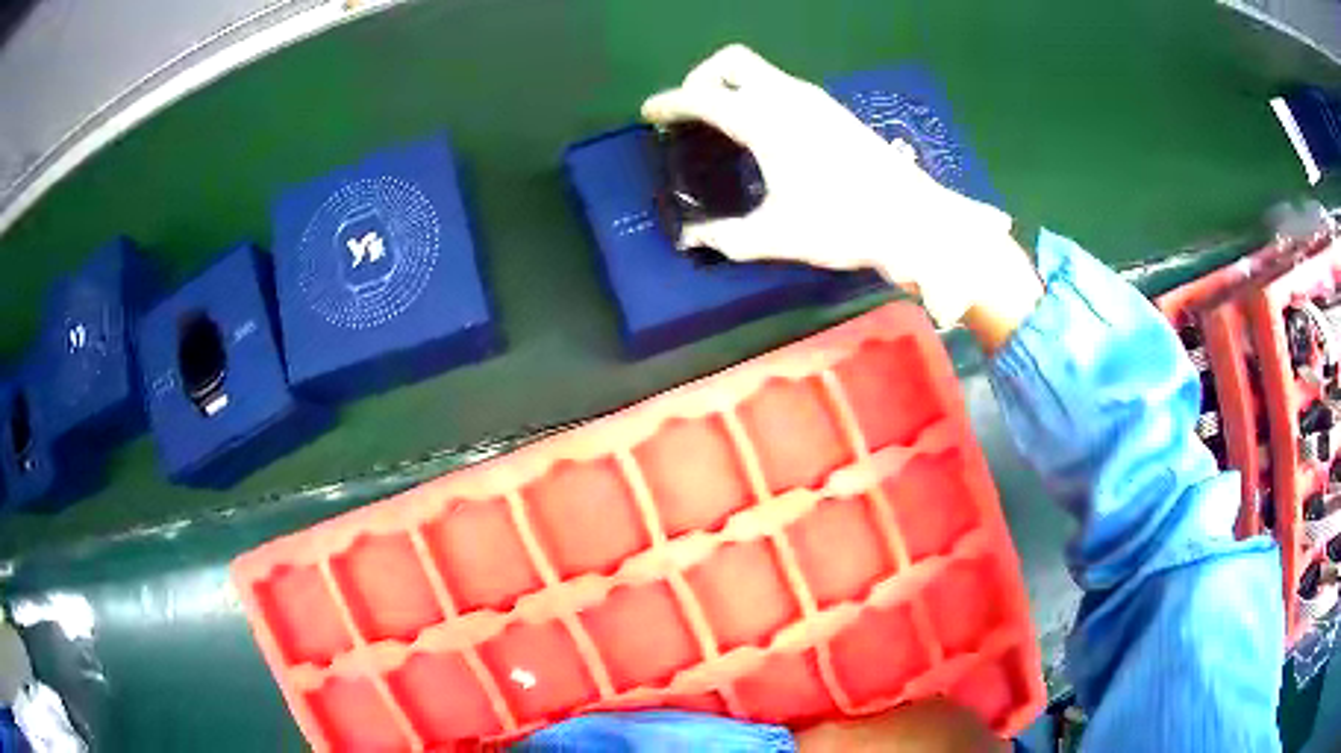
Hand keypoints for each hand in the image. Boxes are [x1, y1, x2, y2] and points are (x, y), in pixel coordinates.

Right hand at [643, 44, 1039, 335]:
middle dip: (701, 77)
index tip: (650, 113)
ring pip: (759, 70)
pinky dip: (758, 94)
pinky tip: (764, 132)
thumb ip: (729, 237)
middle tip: (692, 112)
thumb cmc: (843, 224)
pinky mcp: (832, 109)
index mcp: (765, 122)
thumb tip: (694, 240)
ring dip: (732, 84)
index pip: (703, 98)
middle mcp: (787, 97)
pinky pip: (781, 84)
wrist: (911, 218)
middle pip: (731, 61)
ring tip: (722, 124)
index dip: (670, 103)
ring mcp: (814, 99)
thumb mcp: (778, 236)